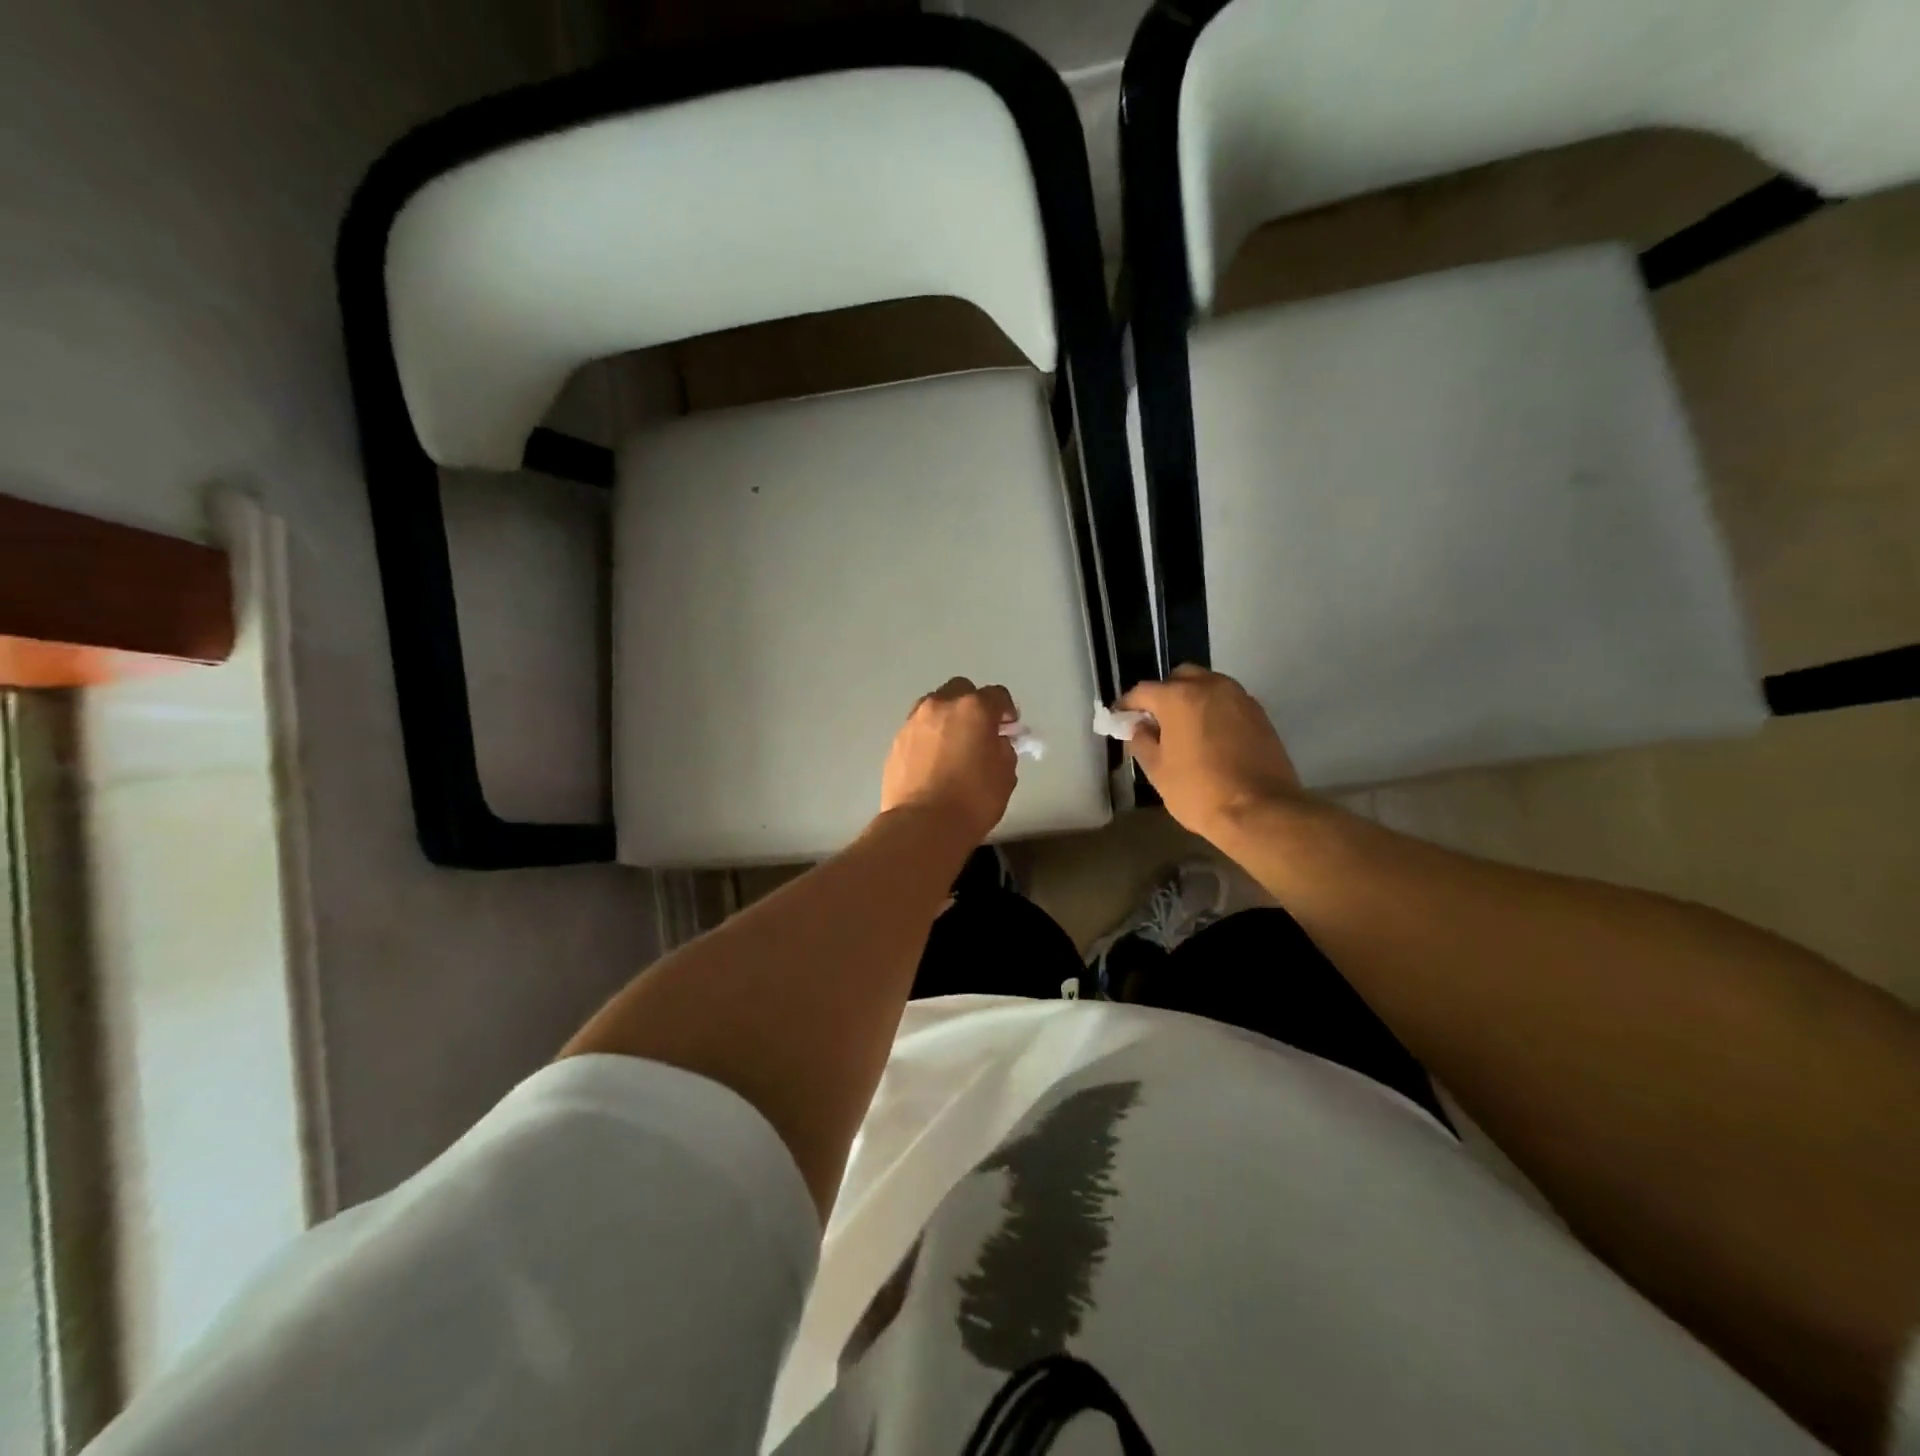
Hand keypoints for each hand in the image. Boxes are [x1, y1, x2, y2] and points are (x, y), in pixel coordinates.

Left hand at [880, 678, 1019, 843]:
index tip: (1009, 728)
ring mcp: (914, 721)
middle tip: (979, 731)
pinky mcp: (896, 741)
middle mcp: (941, 705)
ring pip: (934, 706)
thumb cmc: (973, 800)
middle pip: (961, 690)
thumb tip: (994, 742)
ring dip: (947, 718)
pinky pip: (918, 729)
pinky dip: (928, 737)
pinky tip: (933, 761)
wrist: (923, 825)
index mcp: (974, 708)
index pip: (997, 695)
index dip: (1007, 711)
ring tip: (953, 745)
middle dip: (973, 705)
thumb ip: (1003, 749)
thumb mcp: (1005, 775)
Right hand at [1118, 666, 1302, 838]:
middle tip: (1155, 721)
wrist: (1261, 811)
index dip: (1127, 704)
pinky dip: (1214, 710)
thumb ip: (1142, 742)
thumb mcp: (1157, 771)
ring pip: (1208, 685)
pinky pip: (1228, 701)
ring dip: (1192, 699)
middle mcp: (1210, 686)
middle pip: (1179, 678)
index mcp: (1179, 697)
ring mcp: (1239, 698)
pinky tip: (1210, 736)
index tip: (1119, 718)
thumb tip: (1139, 728)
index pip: (1142, 691)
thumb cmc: (1199, 791)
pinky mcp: (1260, 714)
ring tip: (1184, 728)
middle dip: (1164, 694)